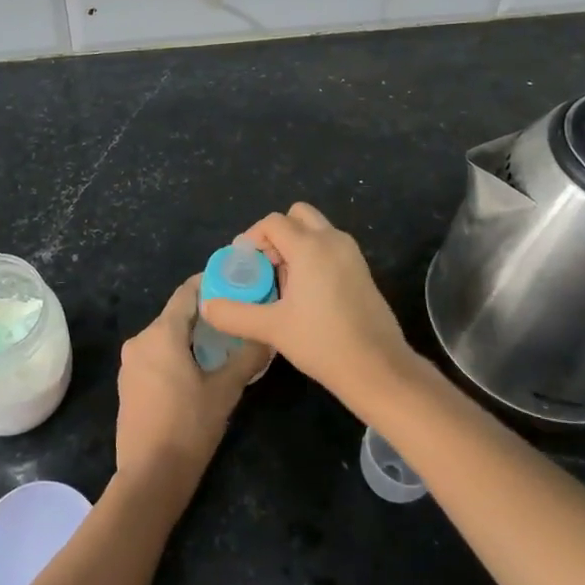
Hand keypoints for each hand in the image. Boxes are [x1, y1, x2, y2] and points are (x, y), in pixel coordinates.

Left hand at [114, 276, 267, 499]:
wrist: (150, 477)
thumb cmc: (189, 427)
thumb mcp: (225, 391)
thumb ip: (247, 358)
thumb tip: (269, 336)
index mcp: (161, 334)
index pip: (187, 293)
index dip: (210, 284)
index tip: (236, 283)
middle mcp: (140, 340)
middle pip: (176, 315)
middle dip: (205, 314)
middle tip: (237, 318)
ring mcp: (130, 363)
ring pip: (165, 336)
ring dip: (191, 336)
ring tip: (223, 344)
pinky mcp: (128, 384)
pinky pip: (155, 356)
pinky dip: (176, 354)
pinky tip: (198, 369)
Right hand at [199, 203, 416, 414]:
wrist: (378, 368)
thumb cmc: (322, 342)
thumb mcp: (271, 328)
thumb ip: (234, 314)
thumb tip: (207, 306)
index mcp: (310, 246)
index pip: (273, 222)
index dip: (253, 237)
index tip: (244, 264)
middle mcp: (332, 240)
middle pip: (297, 216)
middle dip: (276, 234)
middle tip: (265, 266)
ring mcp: (351, 254)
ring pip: (316, 230)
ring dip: (295, 246)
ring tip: (283, 284)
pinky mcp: (362, 270)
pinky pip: (330, 247)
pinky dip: (313, 257)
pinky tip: (306, 295)